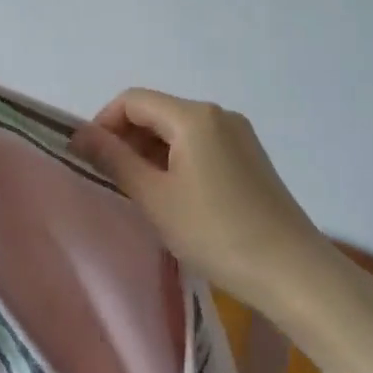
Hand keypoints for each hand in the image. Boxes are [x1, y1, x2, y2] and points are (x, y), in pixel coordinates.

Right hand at [69, 89, 326, 311]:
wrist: (292, 271)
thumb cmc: (215, 232)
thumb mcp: (154, 197)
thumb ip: (114, 160)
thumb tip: (80, 135)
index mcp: (194, 116)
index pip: (132, 101)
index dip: (103, 123)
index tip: (89, 159)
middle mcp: (218, 114)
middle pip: (156, 112)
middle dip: (126, 139)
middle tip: (111, 180)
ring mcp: (239, 135)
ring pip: (178, 130)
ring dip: (150, 152)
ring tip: (140, 193)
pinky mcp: (250, 157)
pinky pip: (200, 145)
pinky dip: (176, 161)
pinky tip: (174, 197)